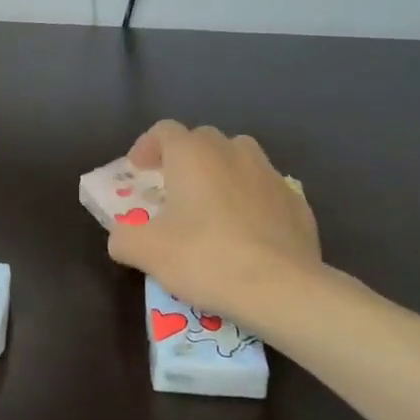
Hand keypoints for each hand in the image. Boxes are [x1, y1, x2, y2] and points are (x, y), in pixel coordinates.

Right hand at [106, 121, 322, 328]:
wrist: (282, 289)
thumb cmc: (205, 258)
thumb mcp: (146, 252)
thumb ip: (123, 237)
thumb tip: (122, 237)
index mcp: (193, 154)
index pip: (164, 131)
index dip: (146, 147)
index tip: (138, 172)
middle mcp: (233, 152)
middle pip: (203, 140)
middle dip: (184, 158)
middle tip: (172, 190)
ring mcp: (271, 175)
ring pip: (239, 159)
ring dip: (220, 173)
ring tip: (211, 207)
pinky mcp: (297, 203)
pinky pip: (265, 190)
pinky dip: (250, 200)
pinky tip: (246, 233)